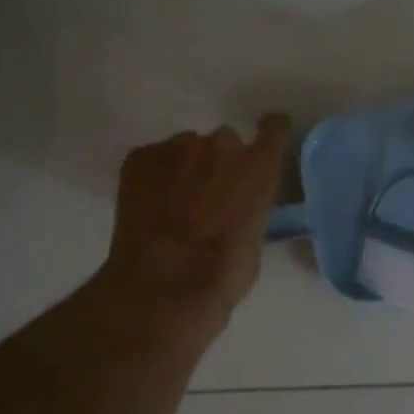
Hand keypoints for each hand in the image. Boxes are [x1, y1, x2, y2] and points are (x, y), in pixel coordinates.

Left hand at [101, 115, 291, 323]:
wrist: (165, 283)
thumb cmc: (222, 273)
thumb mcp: (254, 241)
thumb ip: (249, 210)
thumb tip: (236, 211)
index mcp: (258, 168)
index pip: (274, 129)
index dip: (270, 131)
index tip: (266, 136)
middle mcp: (222, 146)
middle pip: (224, 143)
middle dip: (218, 164)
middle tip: (208, 196)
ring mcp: (178, 147)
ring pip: (186, 149)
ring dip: (184, 169)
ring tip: (172, 205)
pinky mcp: (140, 157)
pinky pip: (152, 159)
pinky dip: (152, 177)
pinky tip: (148, 207)